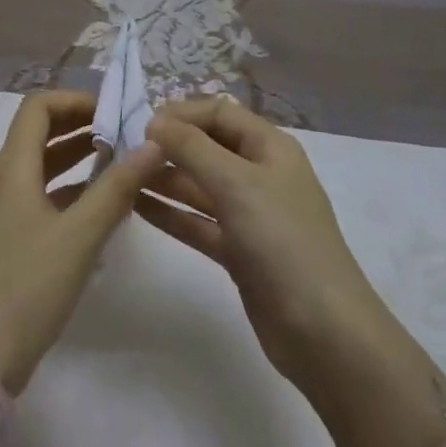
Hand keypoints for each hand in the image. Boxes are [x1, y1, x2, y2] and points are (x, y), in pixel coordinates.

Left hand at [0, 90, 163, 394]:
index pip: (37, 107)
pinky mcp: (0, 240)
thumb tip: (152, 144)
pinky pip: (35, 198)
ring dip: (74, 160)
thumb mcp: (79, 237)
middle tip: (123, 135)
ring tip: (118, 165)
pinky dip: (64, 192)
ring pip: (38, 168)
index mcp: (11, 168)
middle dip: (79, 127)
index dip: (75, 100)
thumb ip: (116, 189)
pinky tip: (96, 211)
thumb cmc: (26, 288)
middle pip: (37, 133)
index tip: (113, 113)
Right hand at [139, 97, 409, 419]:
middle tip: (124, 152)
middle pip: (208, 147)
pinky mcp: (239, 251)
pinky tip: (136, 206)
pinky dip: (171, 213)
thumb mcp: (236, 183)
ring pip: (199, 186)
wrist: (324, 333)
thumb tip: (154, 120)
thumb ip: (191, 147)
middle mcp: (260, 174)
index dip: (182, 114)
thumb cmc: (282, 241)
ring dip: (165, 179)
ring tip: (121, 176)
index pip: (219, 113)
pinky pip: (198, 221)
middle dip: (169, 146)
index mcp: (270, 147)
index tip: (141, 125)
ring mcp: (250, 215)